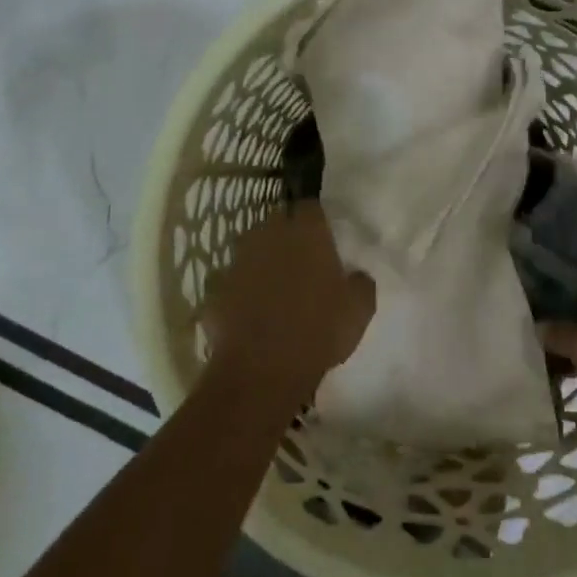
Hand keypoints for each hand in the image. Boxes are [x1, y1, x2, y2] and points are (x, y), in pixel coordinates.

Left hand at [200, 202, 374, 402]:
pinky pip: (231, 278)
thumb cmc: (319, 332)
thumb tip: (356, 274)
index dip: (317, 219)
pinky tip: (249, 308)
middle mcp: (269, 235)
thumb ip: (360, 283)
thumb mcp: (359, 310)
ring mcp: (238, 259)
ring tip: (274, 282)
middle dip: (287, 233)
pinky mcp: (216, 286)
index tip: (324, 236)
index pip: (311, 206)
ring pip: (252, 247)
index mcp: (307, 232)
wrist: (261, 370)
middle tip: (300, 258)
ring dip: (262, 258)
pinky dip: (239, 288)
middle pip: (278, 220)